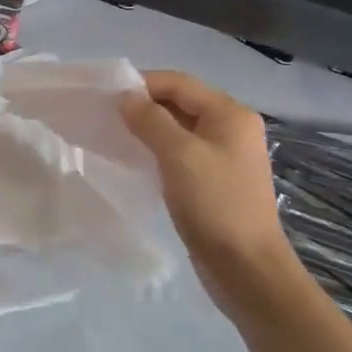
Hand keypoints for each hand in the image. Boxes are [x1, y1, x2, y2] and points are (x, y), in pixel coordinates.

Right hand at [119, 70, 301, 317]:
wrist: (246, 268)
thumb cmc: (215, 204)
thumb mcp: (179, 155)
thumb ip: (150, 120)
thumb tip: (126, 97)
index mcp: (230, 114)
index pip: (180, 83)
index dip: (143, 83)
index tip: (106, 95)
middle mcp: (231, 129)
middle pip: (181, 104)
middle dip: (144, 106)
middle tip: (105, 117)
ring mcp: (225, 158)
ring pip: (180, 131)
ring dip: (149, 130)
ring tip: (115, 137)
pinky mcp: (216, 183)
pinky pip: (183, 156)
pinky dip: (159, 153)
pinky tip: (137, 163)